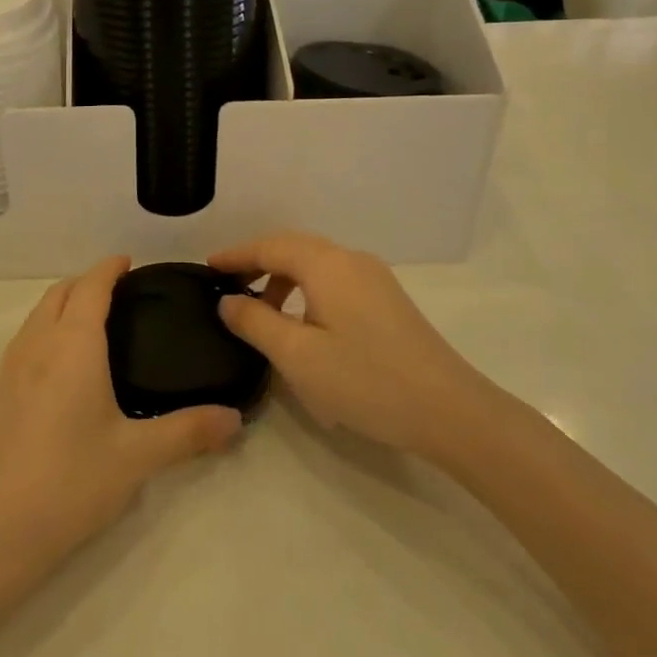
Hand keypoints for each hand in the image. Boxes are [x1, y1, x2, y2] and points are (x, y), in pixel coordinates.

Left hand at [0, 256, 241, 564]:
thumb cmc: (70, 480)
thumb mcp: (138, 456)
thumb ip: (188, 432)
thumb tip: (235, 419)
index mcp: (73, 344)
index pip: (91, 287)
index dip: (109, 268)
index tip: (129, 262)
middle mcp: (38, 344)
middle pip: (59, 292)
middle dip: (87, 281)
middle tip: (121, 292)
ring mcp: (12, 368)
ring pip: (38, 314)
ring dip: (64, 303)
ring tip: (95, 321)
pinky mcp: (0, 393)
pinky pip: (27, 338)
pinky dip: (48, 328)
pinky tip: (66, 363)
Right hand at [210, 232, 494, 456]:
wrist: (449, 410)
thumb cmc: (366, 380)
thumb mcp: (298, 356)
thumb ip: (255, 322)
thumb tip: (227, 300)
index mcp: (327, 264)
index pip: (270, 246)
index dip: (236, 255)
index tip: (206, 268)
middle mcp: (351, 260)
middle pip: (294, 248)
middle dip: (258, 263)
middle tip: (227, 287)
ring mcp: (375, 278)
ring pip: (316, 264)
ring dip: (283, 278)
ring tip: (261, 312)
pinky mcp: (387, 300)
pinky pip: (334, 280)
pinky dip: (306, 290)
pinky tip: (301, 323)